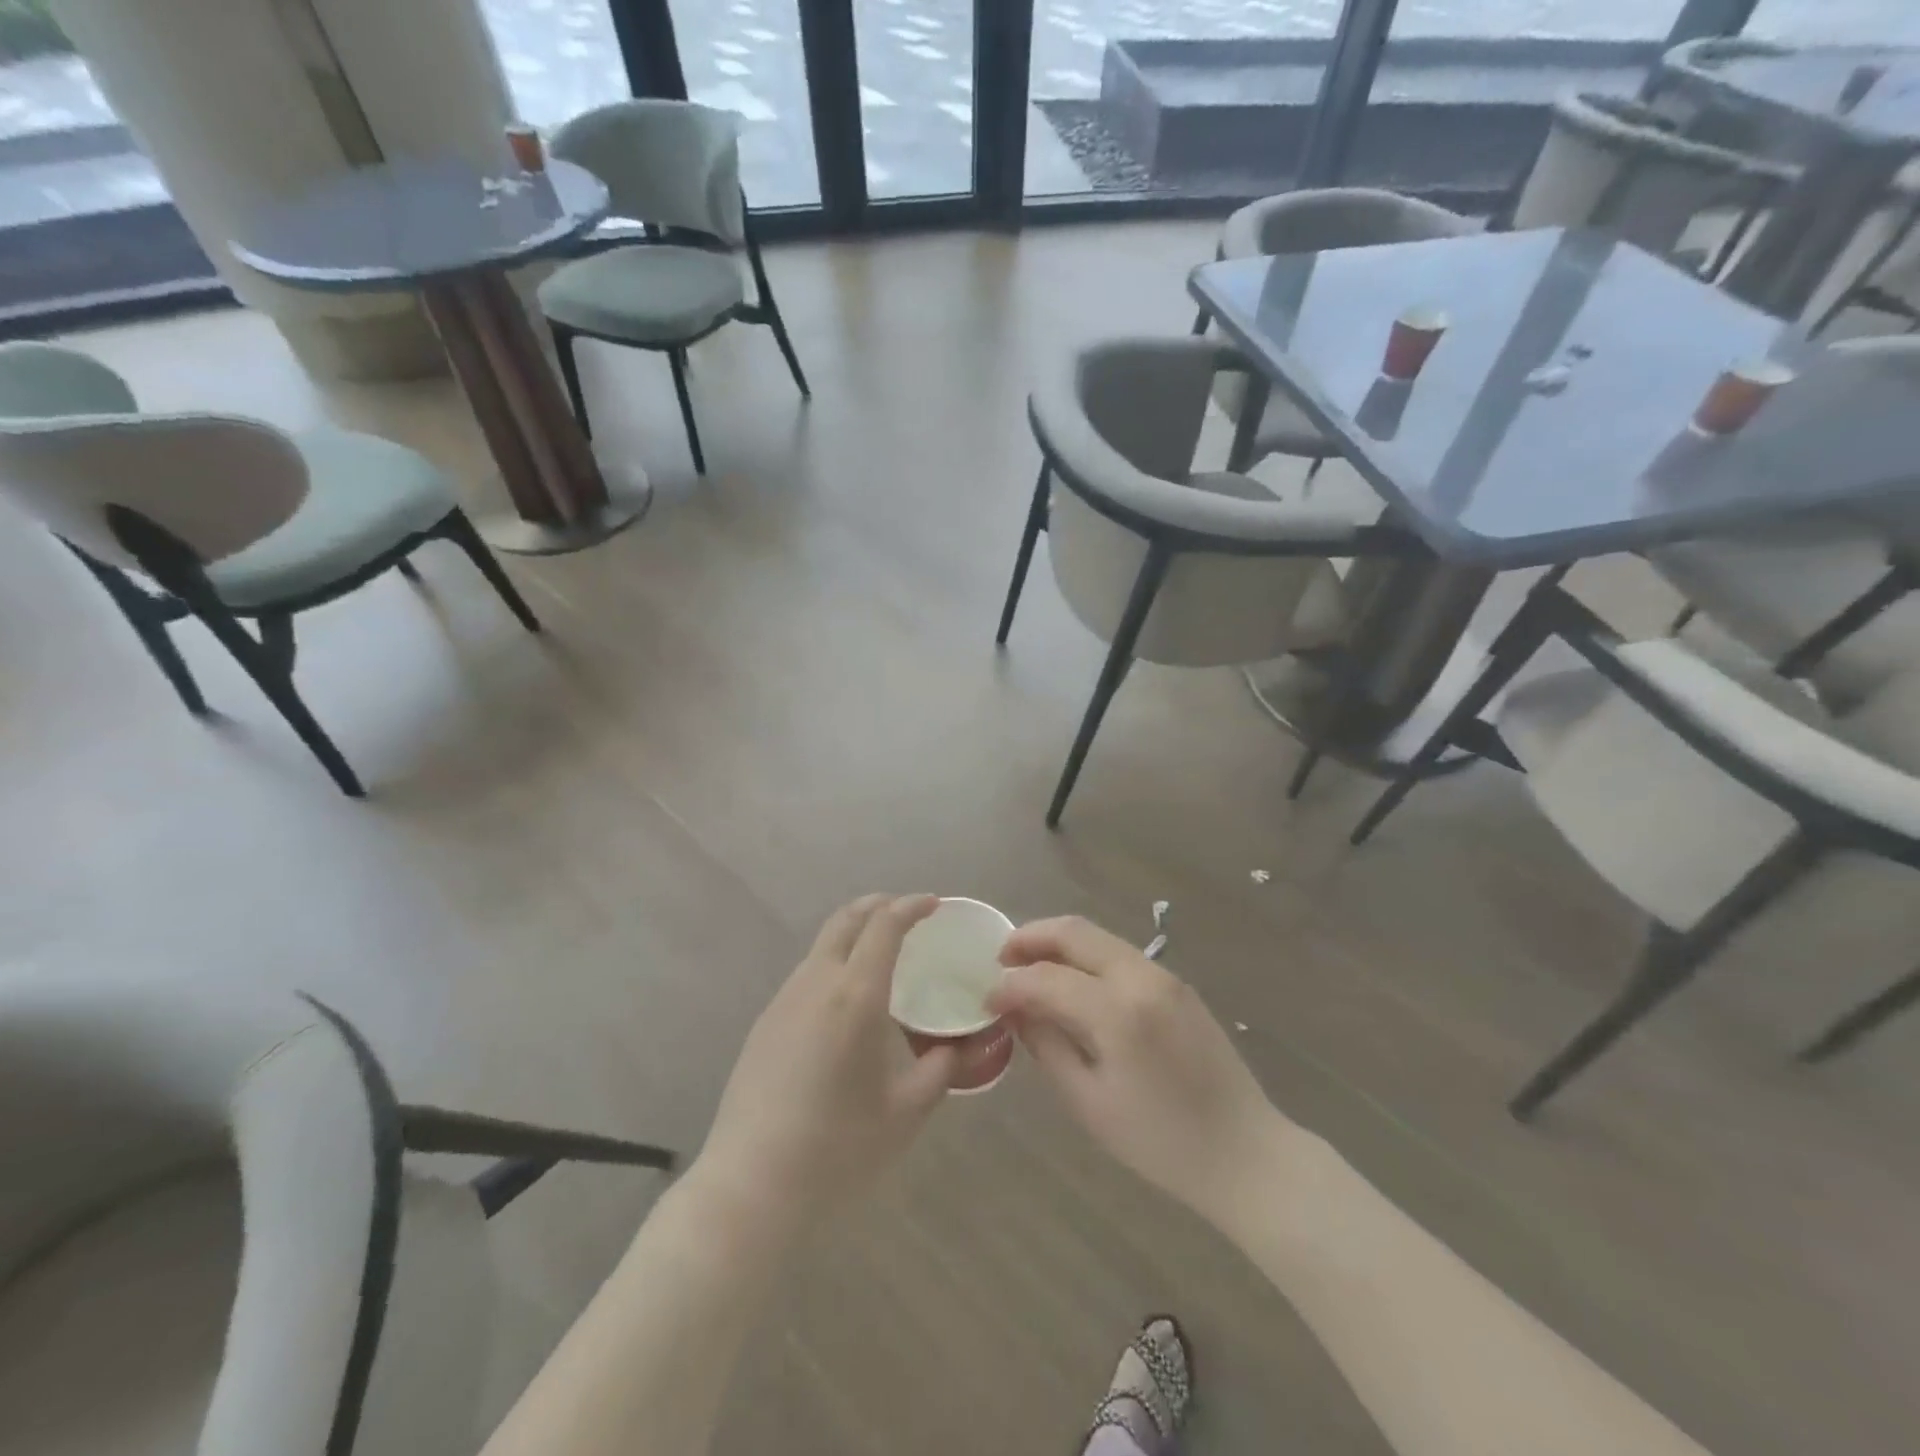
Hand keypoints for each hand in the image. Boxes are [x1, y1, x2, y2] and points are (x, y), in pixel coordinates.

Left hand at [691, 895, 956, 1231]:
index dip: (911, 906)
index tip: (933, 904)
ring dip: (855, 934)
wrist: (751, 1185)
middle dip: (879, 905)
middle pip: (846, 919)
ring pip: (823, 945)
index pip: (884, 926)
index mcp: (855, 995)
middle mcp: (816, 983)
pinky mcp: (765, 1022)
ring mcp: (784, 1000)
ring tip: (882, 956)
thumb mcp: (906, 1112)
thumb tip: (959, 1047)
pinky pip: (808, 974)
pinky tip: (847, 1001)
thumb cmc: (838, 1147)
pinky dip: (835, 962)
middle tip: (909, 914)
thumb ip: (940, 1070)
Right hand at [988, 916, 1283, 1227]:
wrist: (1246, 1154)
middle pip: (1074, 931)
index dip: (1009, 985)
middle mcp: (1142, 977)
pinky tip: (1072, 983)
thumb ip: (1047, 1046)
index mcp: (1118, 1011)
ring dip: (1058, 944)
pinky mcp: (1177, 984)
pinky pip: (1120, 954)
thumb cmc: (1161, 1142)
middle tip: (1001, 959)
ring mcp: (1164, 975)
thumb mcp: (1089, 1102)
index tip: (986, 1000)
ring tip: (1030, 968)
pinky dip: (1087, 958)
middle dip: (1030, 938)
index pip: (1046, 978)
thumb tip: (1016, 1011)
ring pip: (1098, 937)